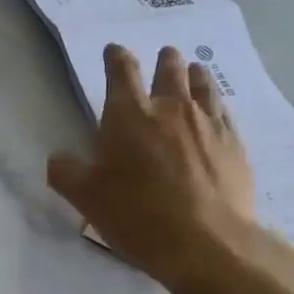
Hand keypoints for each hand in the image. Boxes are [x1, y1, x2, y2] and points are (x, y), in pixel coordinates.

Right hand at [47, 44, 293, 293]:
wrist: (206, 242)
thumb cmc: (137, 214)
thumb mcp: (86, 198)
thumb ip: (66, 172)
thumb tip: (58, 158)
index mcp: (129, 114)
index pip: (121, 70)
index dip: (115, 57)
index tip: (113, 51)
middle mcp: (171, 108)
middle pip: (169, 70)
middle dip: (163, 60)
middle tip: (163, 57)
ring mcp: (208, 123)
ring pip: (203, 85)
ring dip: (194, 75)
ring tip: (194, 72)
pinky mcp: (235, 144)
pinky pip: (224, 112)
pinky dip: (216, 104)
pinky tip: (216, 112)